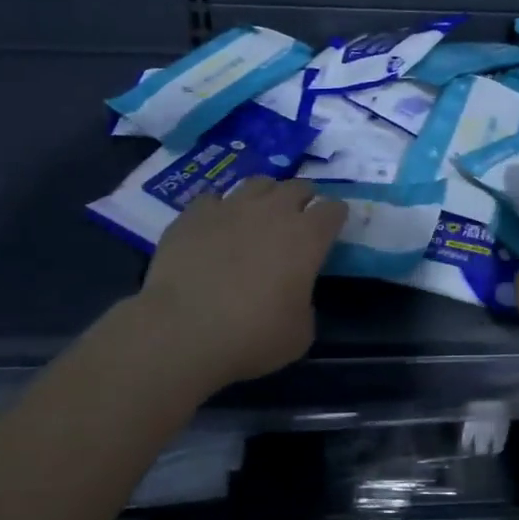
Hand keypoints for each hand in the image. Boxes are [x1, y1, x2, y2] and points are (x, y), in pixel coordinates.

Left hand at [136, 178, 347, 387]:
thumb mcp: (299, 334)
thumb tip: (294, 295)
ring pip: (257, 183)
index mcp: (307, 237)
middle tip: (298, 220)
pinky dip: (220, 210)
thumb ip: (305, 304)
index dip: (335, 217)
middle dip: (303, 199)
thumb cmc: (252, 336)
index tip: (332, 229)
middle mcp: (273, 211)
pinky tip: (215, 227)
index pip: (333, 209)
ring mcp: (230, 207)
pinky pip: (213, 199)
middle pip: (298, 186)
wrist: (183, 331)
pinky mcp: (193, 214)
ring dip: (265, 196)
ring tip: (259, 214)